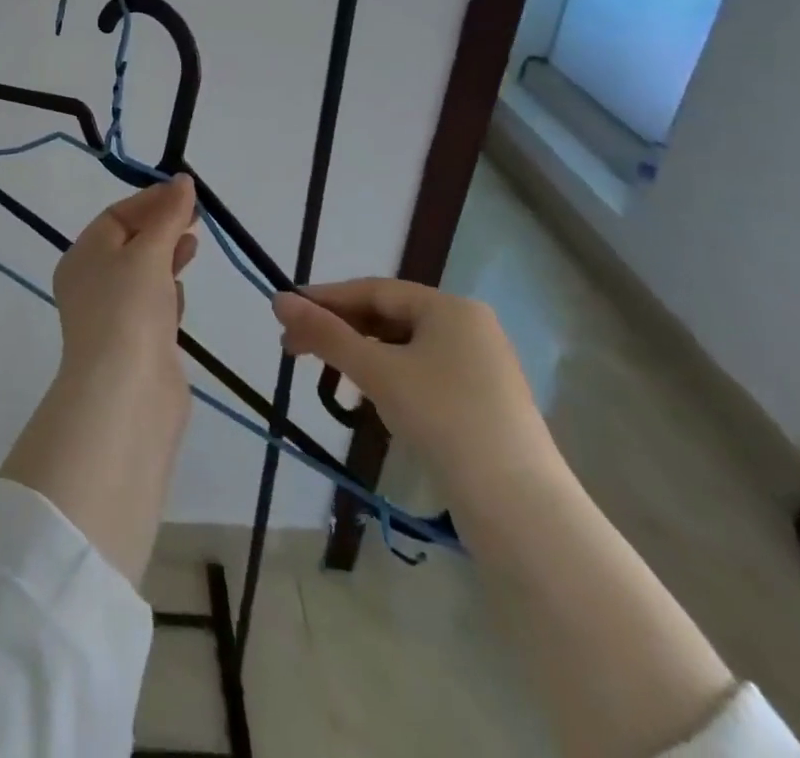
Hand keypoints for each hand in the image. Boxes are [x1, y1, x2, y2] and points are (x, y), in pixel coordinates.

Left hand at [51, 174, 198, 377]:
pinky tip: (182, 291)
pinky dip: (167, 292)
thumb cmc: (129, 309)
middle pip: (129, 243)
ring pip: (142, 275)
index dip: (151, 201)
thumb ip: (168, 216)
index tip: (187, 193)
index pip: (116, 216)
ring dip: (166, 257)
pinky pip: (151, 306)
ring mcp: (113, 315)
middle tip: (198, 217)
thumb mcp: (148, 253)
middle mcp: (91, 283)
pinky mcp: (136, 343)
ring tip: (194, 245)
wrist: (126, 393)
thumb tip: (182, 180)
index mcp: (82, 257)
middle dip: (162, 227)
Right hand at [272, 278, 557, 509]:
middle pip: (388, 316)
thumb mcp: (377, 372)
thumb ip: (326, 334)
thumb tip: (278, 300)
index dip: (325, 299)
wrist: (520, 509)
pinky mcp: (483, 402)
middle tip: (294, 348)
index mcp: (449, 308)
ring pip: (404, 346)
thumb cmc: (444, 420)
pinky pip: (422, 372)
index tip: (284, 312)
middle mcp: (469, 327)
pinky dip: (389, 376)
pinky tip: (370, 395)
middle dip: (339, 329)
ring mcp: (481, 366)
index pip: (373, 290)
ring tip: (327, 372)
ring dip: (361, 354)